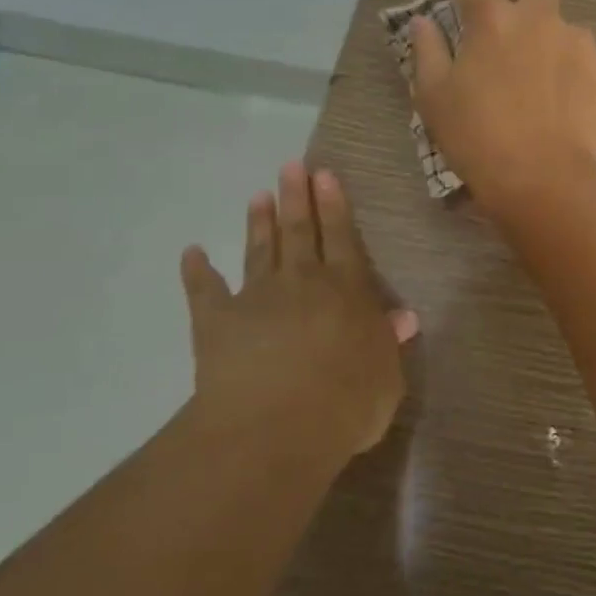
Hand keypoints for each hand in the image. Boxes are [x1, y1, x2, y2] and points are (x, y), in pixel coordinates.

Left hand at [179, 161, 415, 456]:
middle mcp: (303, 282)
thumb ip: (389, 343)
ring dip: (258, 222)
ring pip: (260, 250)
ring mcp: (257, 298)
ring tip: (258, 195)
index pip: (341, 237)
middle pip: (299, 231)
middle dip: (296, 197)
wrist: (276, 429)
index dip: (334, 205)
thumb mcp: (386, 377)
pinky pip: (205, 291)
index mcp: (347, 290)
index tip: (324, 175)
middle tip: (290, 166)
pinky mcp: (217, 322)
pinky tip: (191, 253)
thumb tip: (404, 317)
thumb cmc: (346, 404)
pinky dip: (197, 271)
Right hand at [411, 0, 595, 216]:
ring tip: (544, 79)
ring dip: (553, 38)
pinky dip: (577, 69)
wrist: (543, 179)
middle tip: (513, 26)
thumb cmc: (477, 138)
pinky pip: (589, 56)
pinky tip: (567, 101)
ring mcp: (578, 41)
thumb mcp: (434, 99)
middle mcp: (538, 17)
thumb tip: (424, 23)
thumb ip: (427, 51)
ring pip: (567, 22)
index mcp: (491, 19)